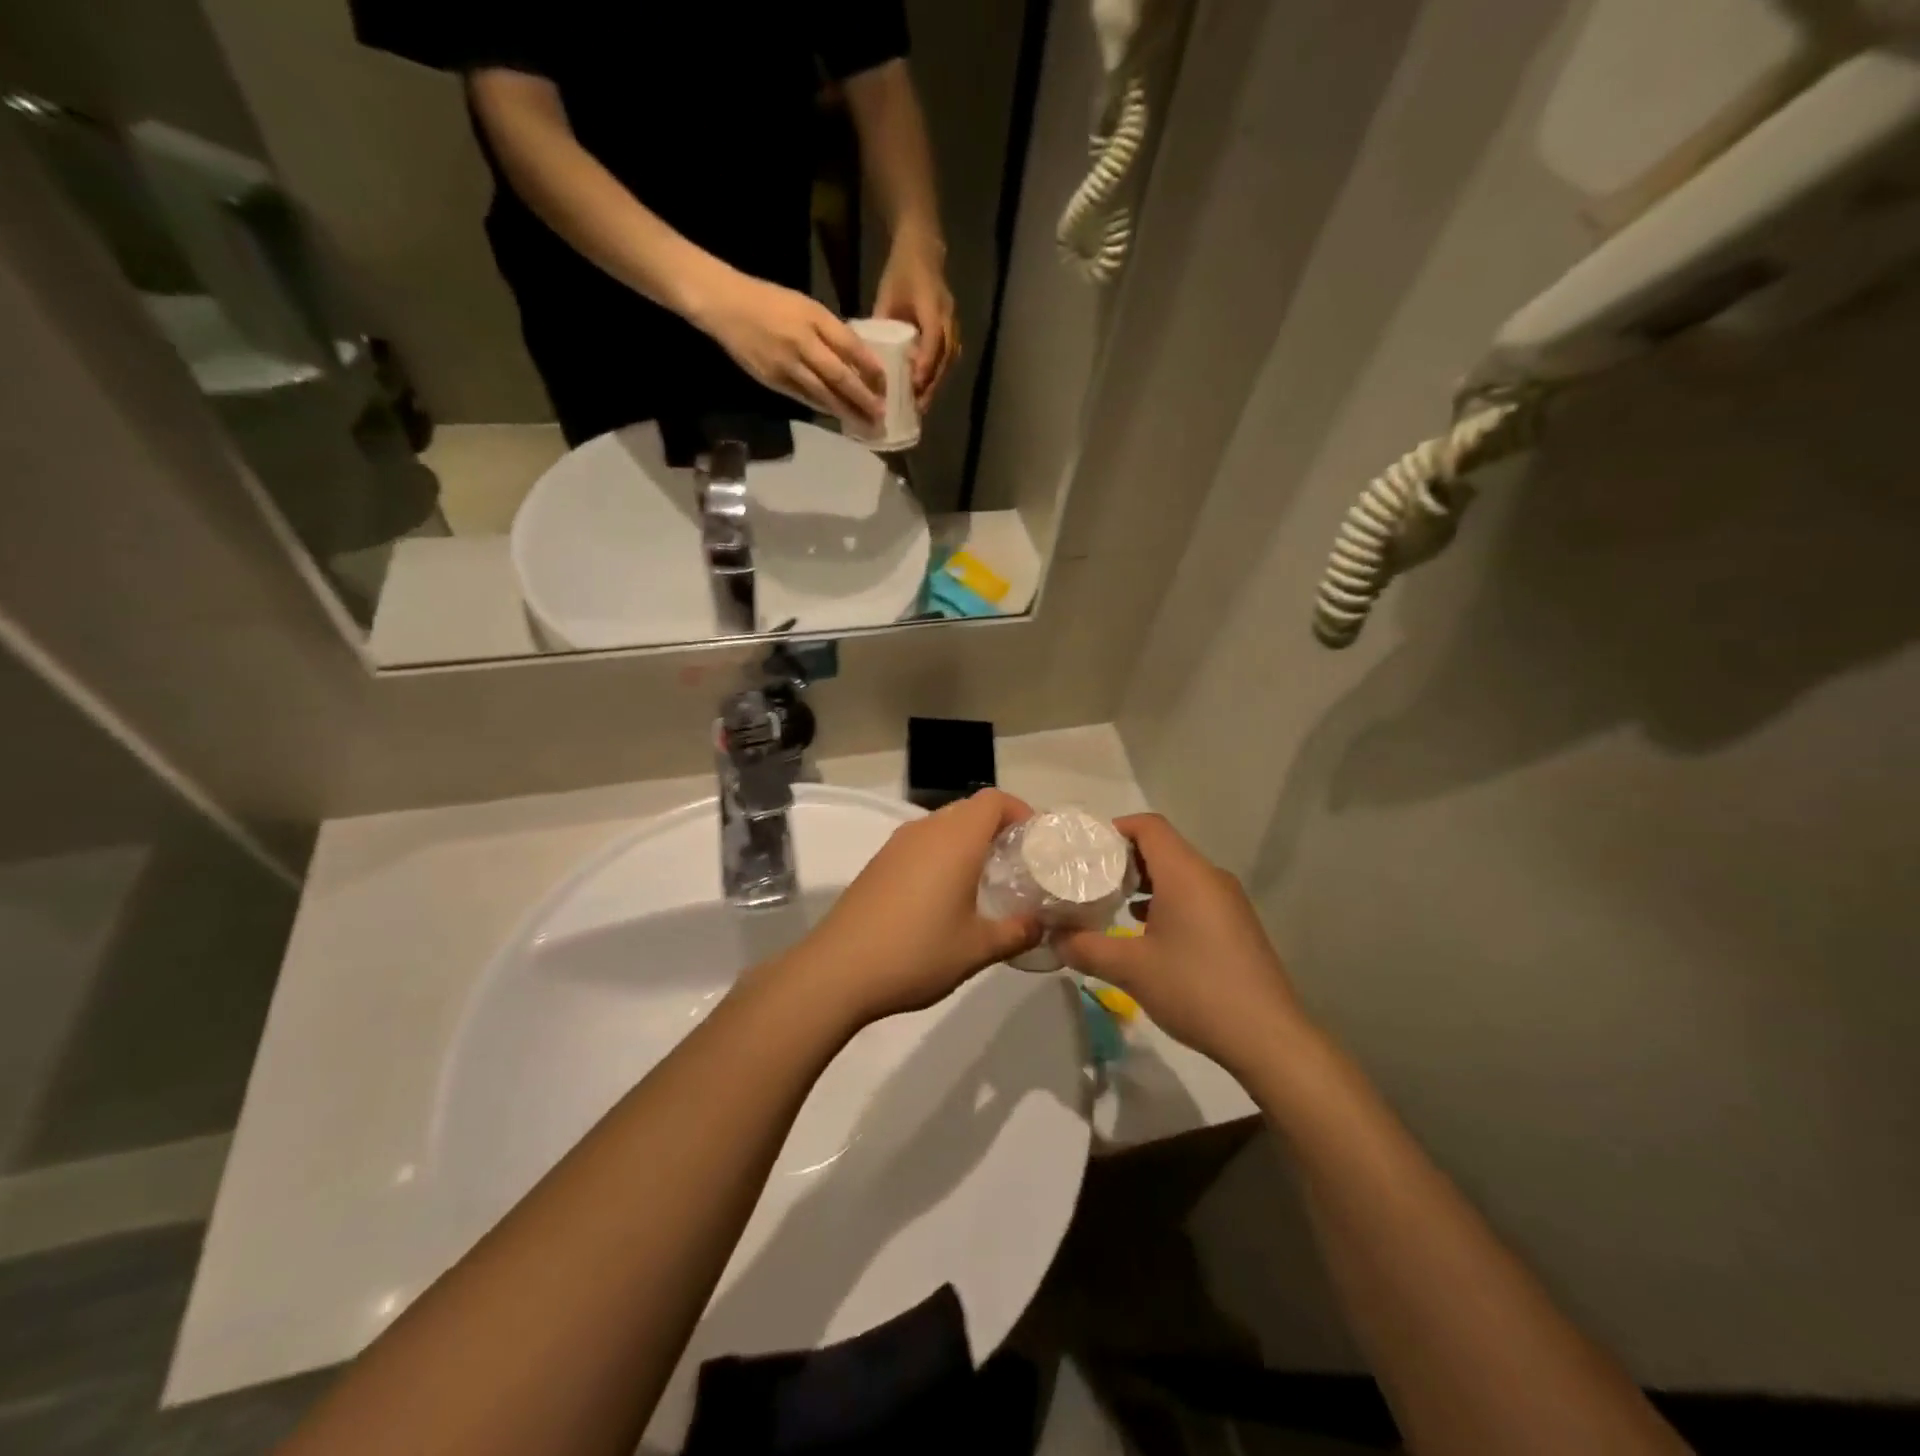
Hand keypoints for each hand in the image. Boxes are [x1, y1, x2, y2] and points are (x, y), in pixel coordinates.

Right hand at [694, 270, 885, 427]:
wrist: (725, 305)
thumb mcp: (805, 306)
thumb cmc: (770, 301)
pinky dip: (823, 408)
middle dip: (863, 398)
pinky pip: (804, 398)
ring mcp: (786, 365)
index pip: (850, 346)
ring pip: (823, 394)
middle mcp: (802, 342)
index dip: (870, 368)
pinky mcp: (773, 380)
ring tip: (865, 425)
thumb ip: (830, 331)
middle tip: (881, 415)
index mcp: (813, 318)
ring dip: (846, 411)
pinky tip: (837, 417)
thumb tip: (858, 358)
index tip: (886, 385)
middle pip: (839, 377)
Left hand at [789, 789, 1041, 1026]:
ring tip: (985, 882)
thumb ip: (1016, 932)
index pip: (994, 800)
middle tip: (1017, 865)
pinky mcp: (878, 864)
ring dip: (967, 843)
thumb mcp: (977, 949)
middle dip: (997, 829)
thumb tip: (1040, 925)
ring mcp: (896, 845)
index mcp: (955, 839)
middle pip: (969, 810)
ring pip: (943, 827)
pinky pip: (920, 845)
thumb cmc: (917, 952)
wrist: (838, 970)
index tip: (1036, 842)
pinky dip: (941, 856)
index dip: (1021, 812)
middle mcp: (925, 830)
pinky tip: (944, 897)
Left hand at [873, 235, 956, 410]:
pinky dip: (937, 376)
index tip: (914, 384)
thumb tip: (871, 354)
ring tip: (921, 406)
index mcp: (931, 303)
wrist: (923, 250)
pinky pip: (948, 358)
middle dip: (931, 383)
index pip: (933, 338)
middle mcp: (947, 316)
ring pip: (948, 361)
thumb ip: (882, 322)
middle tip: (917, 407)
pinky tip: (925, 391)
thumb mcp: (887, 294)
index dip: (925, 362)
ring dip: (936, 384)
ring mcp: (952, 324)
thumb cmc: (901, 271)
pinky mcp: (951, 331)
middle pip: (944, 357)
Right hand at [1056, 814, 1312, 1077]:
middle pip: (1163, 847)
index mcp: (1186, 873)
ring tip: (1111, 904)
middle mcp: (1210, 877)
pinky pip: (1194, 896)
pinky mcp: (1236, 925)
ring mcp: (1228, 901)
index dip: (1114, 829)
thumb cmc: (1195, 989)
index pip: (1148, 826)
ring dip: (1144, 882)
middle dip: (1124, 858)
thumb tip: (1054, 938)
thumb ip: (1085, 947)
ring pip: (1179, 874)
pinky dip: (1166, 901)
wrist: (1267, 1038)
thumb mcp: (1130, 969)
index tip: (1084, 850)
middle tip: (1089, 879)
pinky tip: (1145, 931)